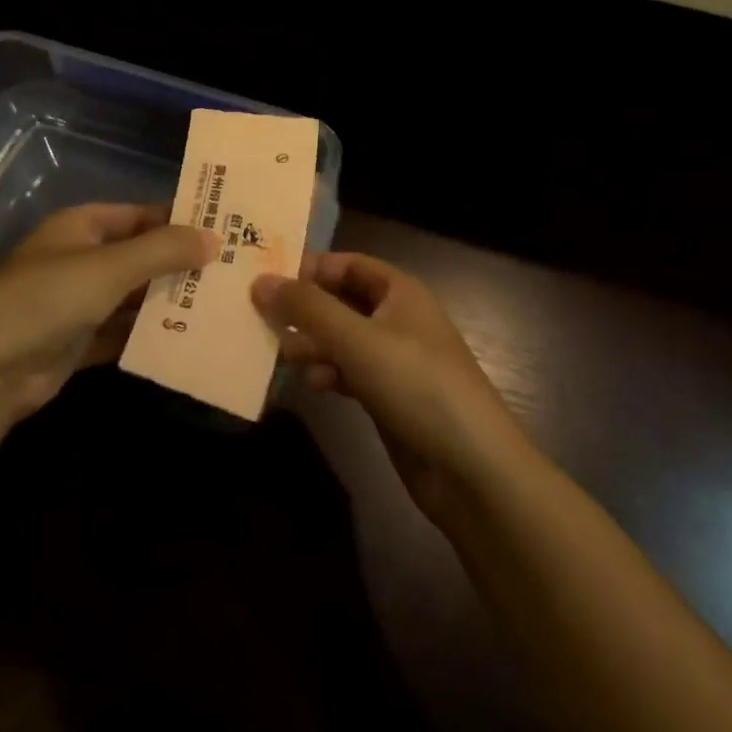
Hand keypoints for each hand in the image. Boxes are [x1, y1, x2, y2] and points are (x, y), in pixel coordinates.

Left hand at [0, 203, 213, 418]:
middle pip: (139, 255)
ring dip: (167, 300)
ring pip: (132, 296)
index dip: (178, 219)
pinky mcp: (76, 342)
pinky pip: (121, 331)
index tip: (223, 229)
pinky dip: (148, 334)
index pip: (140, 214)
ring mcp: (75, 302)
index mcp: (80, 227)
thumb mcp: (112, 267)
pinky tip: (187, 338)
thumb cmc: (49, 298)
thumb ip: (164, 250)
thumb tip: (216, 239)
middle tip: (231, 270)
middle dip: (179, 263)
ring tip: (219, 304)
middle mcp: (78, 259)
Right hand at [252, 254, 525, 521]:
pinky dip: (330, 373)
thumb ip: (307, 308)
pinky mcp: (390, 396)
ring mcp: (395, 359)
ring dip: (314, 344)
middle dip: (306, 309)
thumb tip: (260, 280)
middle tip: (263, 320)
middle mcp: (398, 318)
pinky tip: (315, 384)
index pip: (348, 264)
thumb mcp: (357, 339)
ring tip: (283, 355)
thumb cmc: (416, 384)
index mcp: (400, 291)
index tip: (267, 280)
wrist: (470, 467)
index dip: (310, 268)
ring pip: (343, 339)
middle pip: (342, 301)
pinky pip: (350, 371)